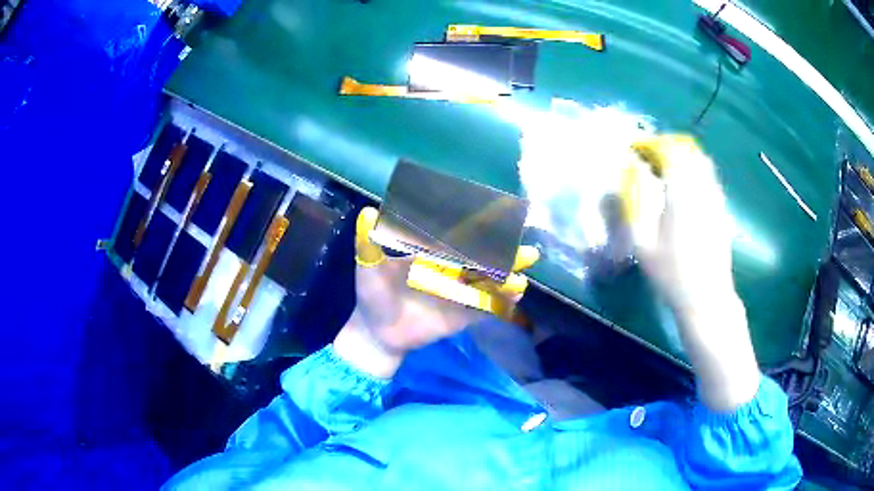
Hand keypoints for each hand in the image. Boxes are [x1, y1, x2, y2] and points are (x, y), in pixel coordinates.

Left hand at [334, 207, 538, 377]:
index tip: (501, 221)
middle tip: (528, 252)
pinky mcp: (461, 316)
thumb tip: (366, 212)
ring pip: (487, 284)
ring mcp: (458, 294)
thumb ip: (368, 244)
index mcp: (432, 256)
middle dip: (504, 257)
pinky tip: (514, 299)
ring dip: (505, 282)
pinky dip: (499, 303)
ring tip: (521, 282)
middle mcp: (450, 271)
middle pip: (481, 261)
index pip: (459, 240)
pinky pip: (483, 308)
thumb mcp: (369, 268)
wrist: (377, 333)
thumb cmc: (373, 296)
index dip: (479, 232)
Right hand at [631, 136, 759, 411]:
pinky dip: (696, 174)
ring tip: (667, 170)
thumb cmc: (672, 274)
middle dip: (668, 148)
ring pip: (702, 164)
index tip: (636, 148)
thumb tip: (628, 177)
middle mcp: (702, 189)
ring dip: (684, 159)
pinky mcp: (722, 212)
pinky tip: (685, 190)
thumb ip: (633, 205)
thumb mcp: (643, 244)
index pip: (668, 152)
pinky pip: (709, 180)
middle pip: (688, 152)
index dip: (651, 145)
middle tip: (651, 158)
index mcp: (681, 193)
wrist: (707, 298)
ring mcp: (715, 200)